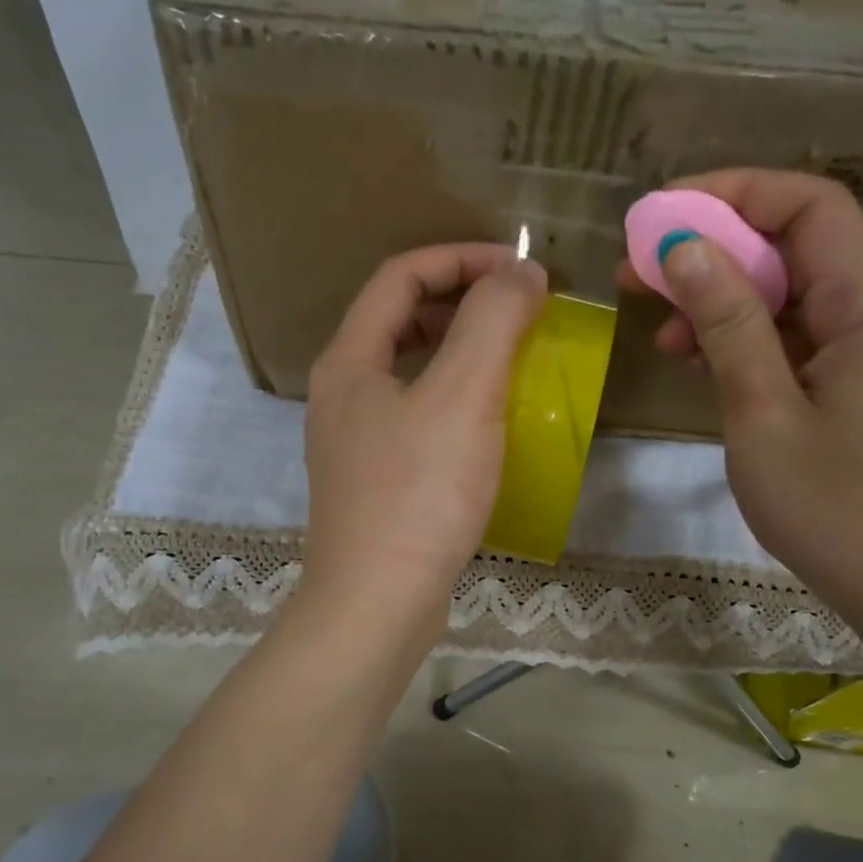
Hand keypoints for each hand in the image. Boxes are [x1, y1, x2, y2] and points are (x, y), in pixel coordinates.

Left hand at [301, 243, 547, 645]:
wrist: (377, 603)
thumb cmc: (419, 494)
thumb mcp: (463, 395)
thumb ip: (493, 321)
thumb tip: (519, 271)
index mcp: (349, 360)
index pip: (400, 276)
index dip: (461, 258)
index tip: (520, 271)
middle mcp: (342, 393)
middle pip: (398, 318)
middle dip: (460, 300)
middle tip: (517, 311)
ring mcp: (354, 440)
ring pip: (408, 370)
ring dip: (458, 351)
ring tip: (510, 359)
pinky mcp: (374, 480)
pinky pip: (415, 416)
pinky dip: (453, 399)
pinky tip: (489, 423)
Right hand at [620, 170, 862, 627]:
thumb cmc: (831, 509)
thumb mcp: (763, 415)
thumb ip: (729, 326)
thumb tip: (686, 249)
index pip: (811, 207)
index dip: (735, 194)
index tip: (662, 216)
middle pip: (798, 244)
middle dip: (715, 247)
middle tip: (640, 271)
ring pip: (792, 291)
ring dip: (723, 297)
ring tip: (658, 328)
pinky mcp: (855, 380)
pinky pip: (796, 334)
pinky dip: (745, 336)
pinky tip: (696, 359)